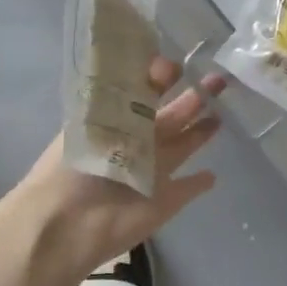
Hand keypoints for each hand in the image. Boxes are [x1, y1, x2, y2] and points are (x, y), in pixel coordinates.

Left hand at [7, 58, 223, 285]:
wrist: (66, 222)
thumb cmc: (74, 164)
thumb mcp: (97, 115)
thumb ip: (132, 92)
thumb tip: (162, 63)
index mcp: (115, 121)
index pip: (142, 94)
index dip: (160, 79)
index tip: (175, 66)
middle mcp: (136, 144)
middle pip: (170, 117)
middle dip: (193, 98)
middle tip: (217, 80)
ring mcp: (152, 173)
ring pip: (182, 147)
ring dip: (199, 133)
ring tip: (219, 115)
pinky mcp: (164, 202)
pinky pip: (186, 190)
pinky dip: (198, 184)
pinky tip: (211, 176)